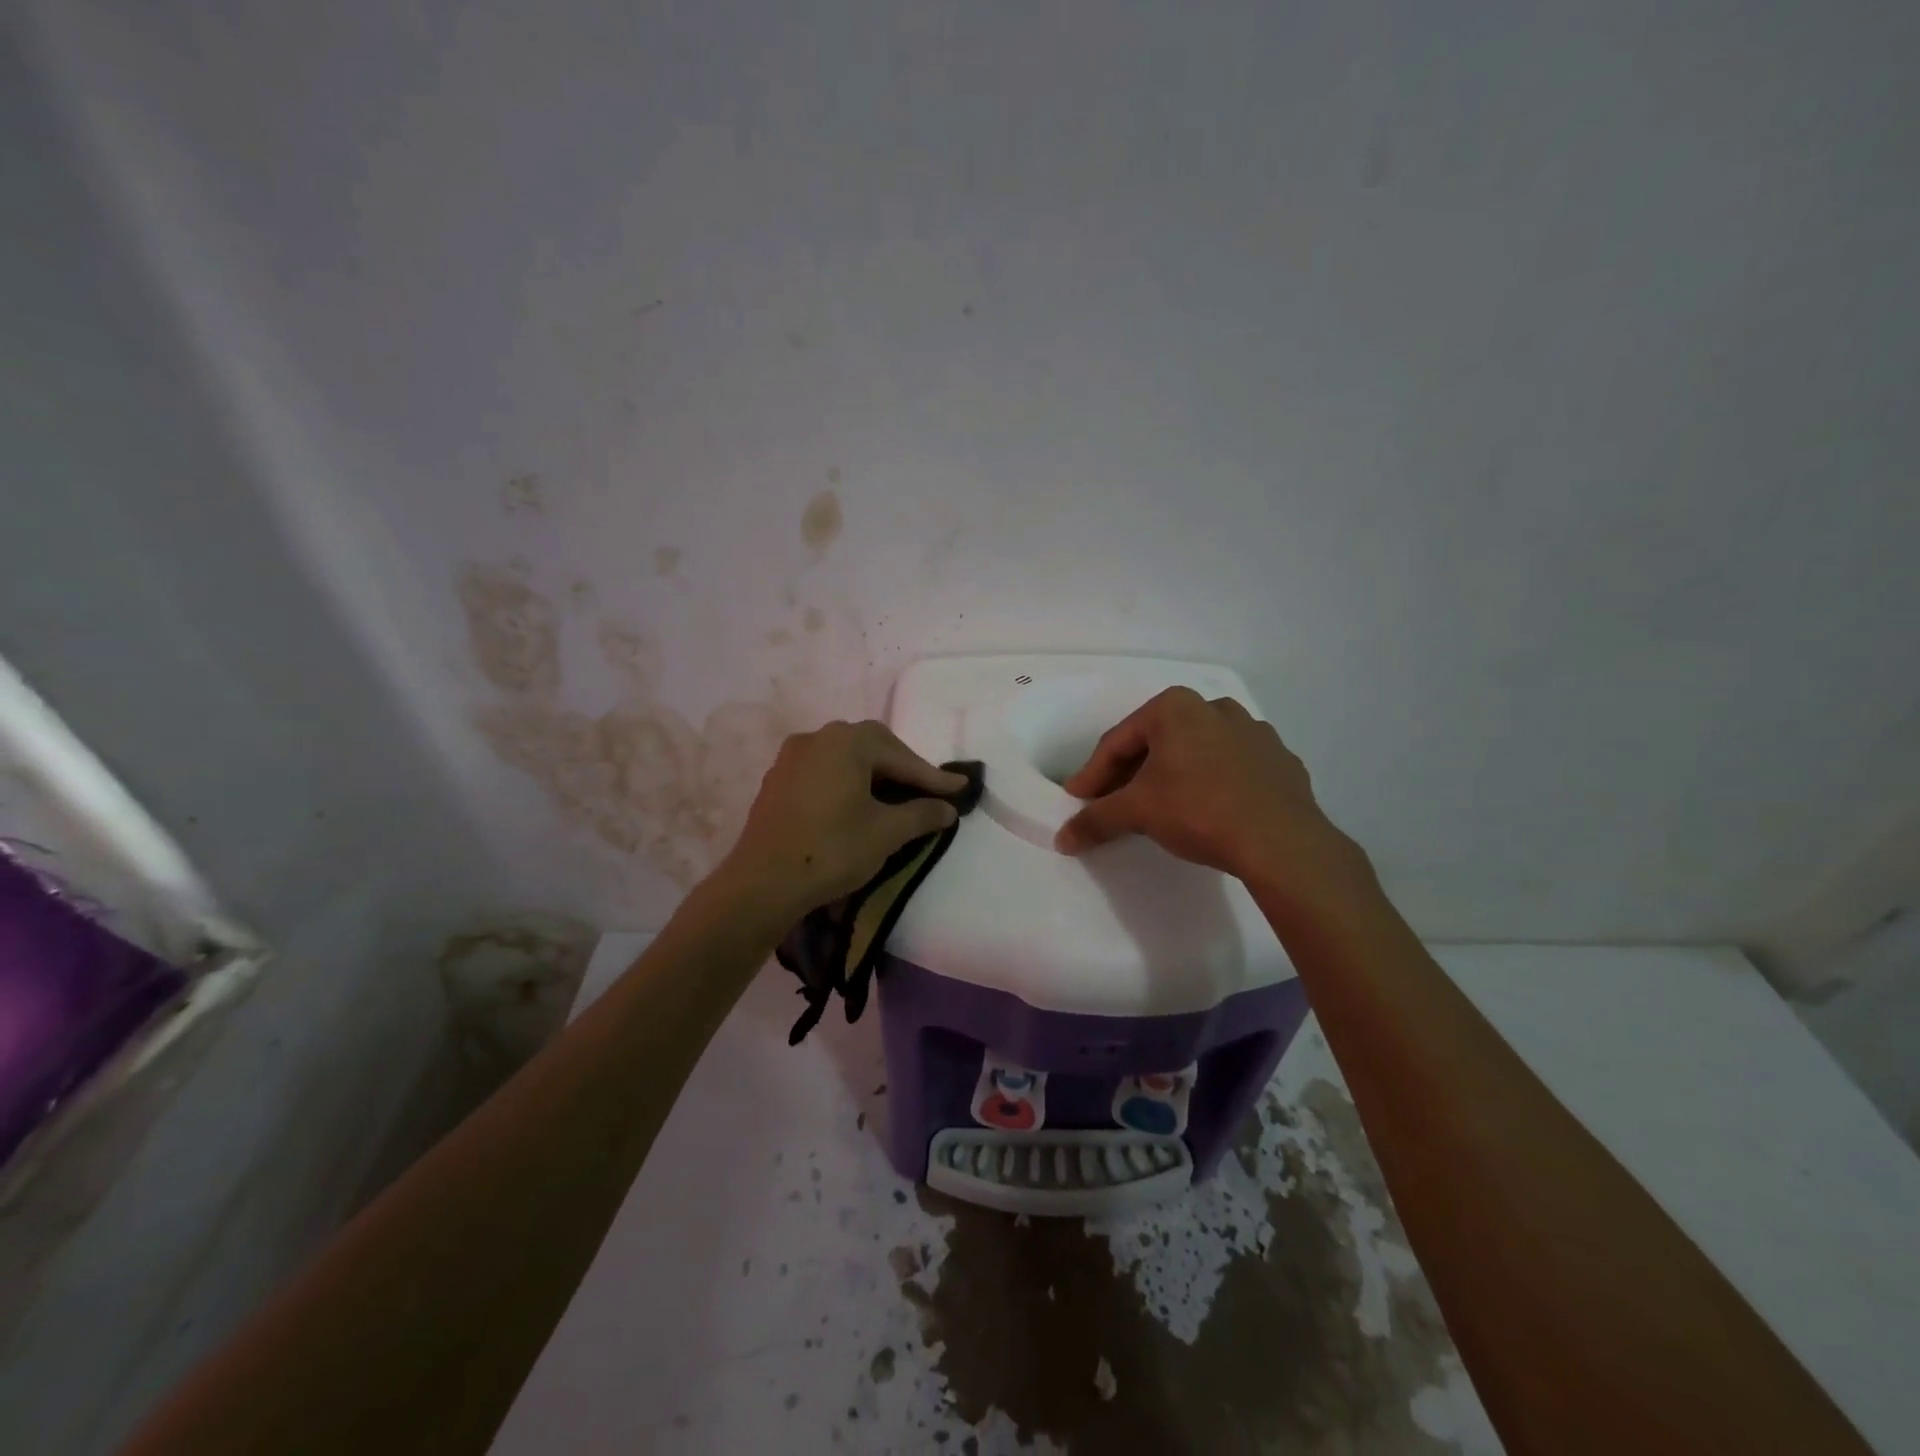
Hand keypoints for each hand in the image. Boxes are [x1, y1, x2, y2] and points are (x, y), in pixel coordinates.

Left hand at [715, 720, 966, 924]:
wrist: (762, 884)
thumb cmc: (831, 850)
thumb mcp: (886, 833)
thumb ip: (922, 814)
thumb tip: (947, 808)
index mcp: (846, 742)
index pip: (901, 756)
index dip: (932, 777)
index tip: (960, 790)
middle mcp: (818, 737)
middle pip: (872, 747)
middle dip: (902, 769)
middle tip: (927, 792)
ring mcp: (792, 758)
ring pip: (845, 759)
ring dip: (874, 775)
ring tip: (895, 799)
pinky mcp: (778, 780)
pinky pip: (823, 772)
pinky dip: (847, 783)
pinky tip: (857, 805)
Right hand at [1055, 687, 1367, 891]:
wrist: (1283, 842)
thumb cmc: (1199, 811)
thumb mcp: (1138, 812)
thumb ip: (1096, 819)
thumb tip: (1063, 838)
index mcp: (1175, 707)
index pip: (1118, 742)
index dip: (1092, 774)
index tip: (1078, 799)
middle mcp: (1214, 707)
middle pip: (1157, 743)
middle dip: (1130, 774)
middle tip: (1113, 803)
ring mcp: (1253, 731)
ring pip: (1196, 752)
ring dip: (1172, 775)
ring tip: (1160, 807)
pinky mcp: (1279, 760)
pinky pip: (1231, 767)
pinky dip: (1211, 783)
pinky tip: (1207, 810)